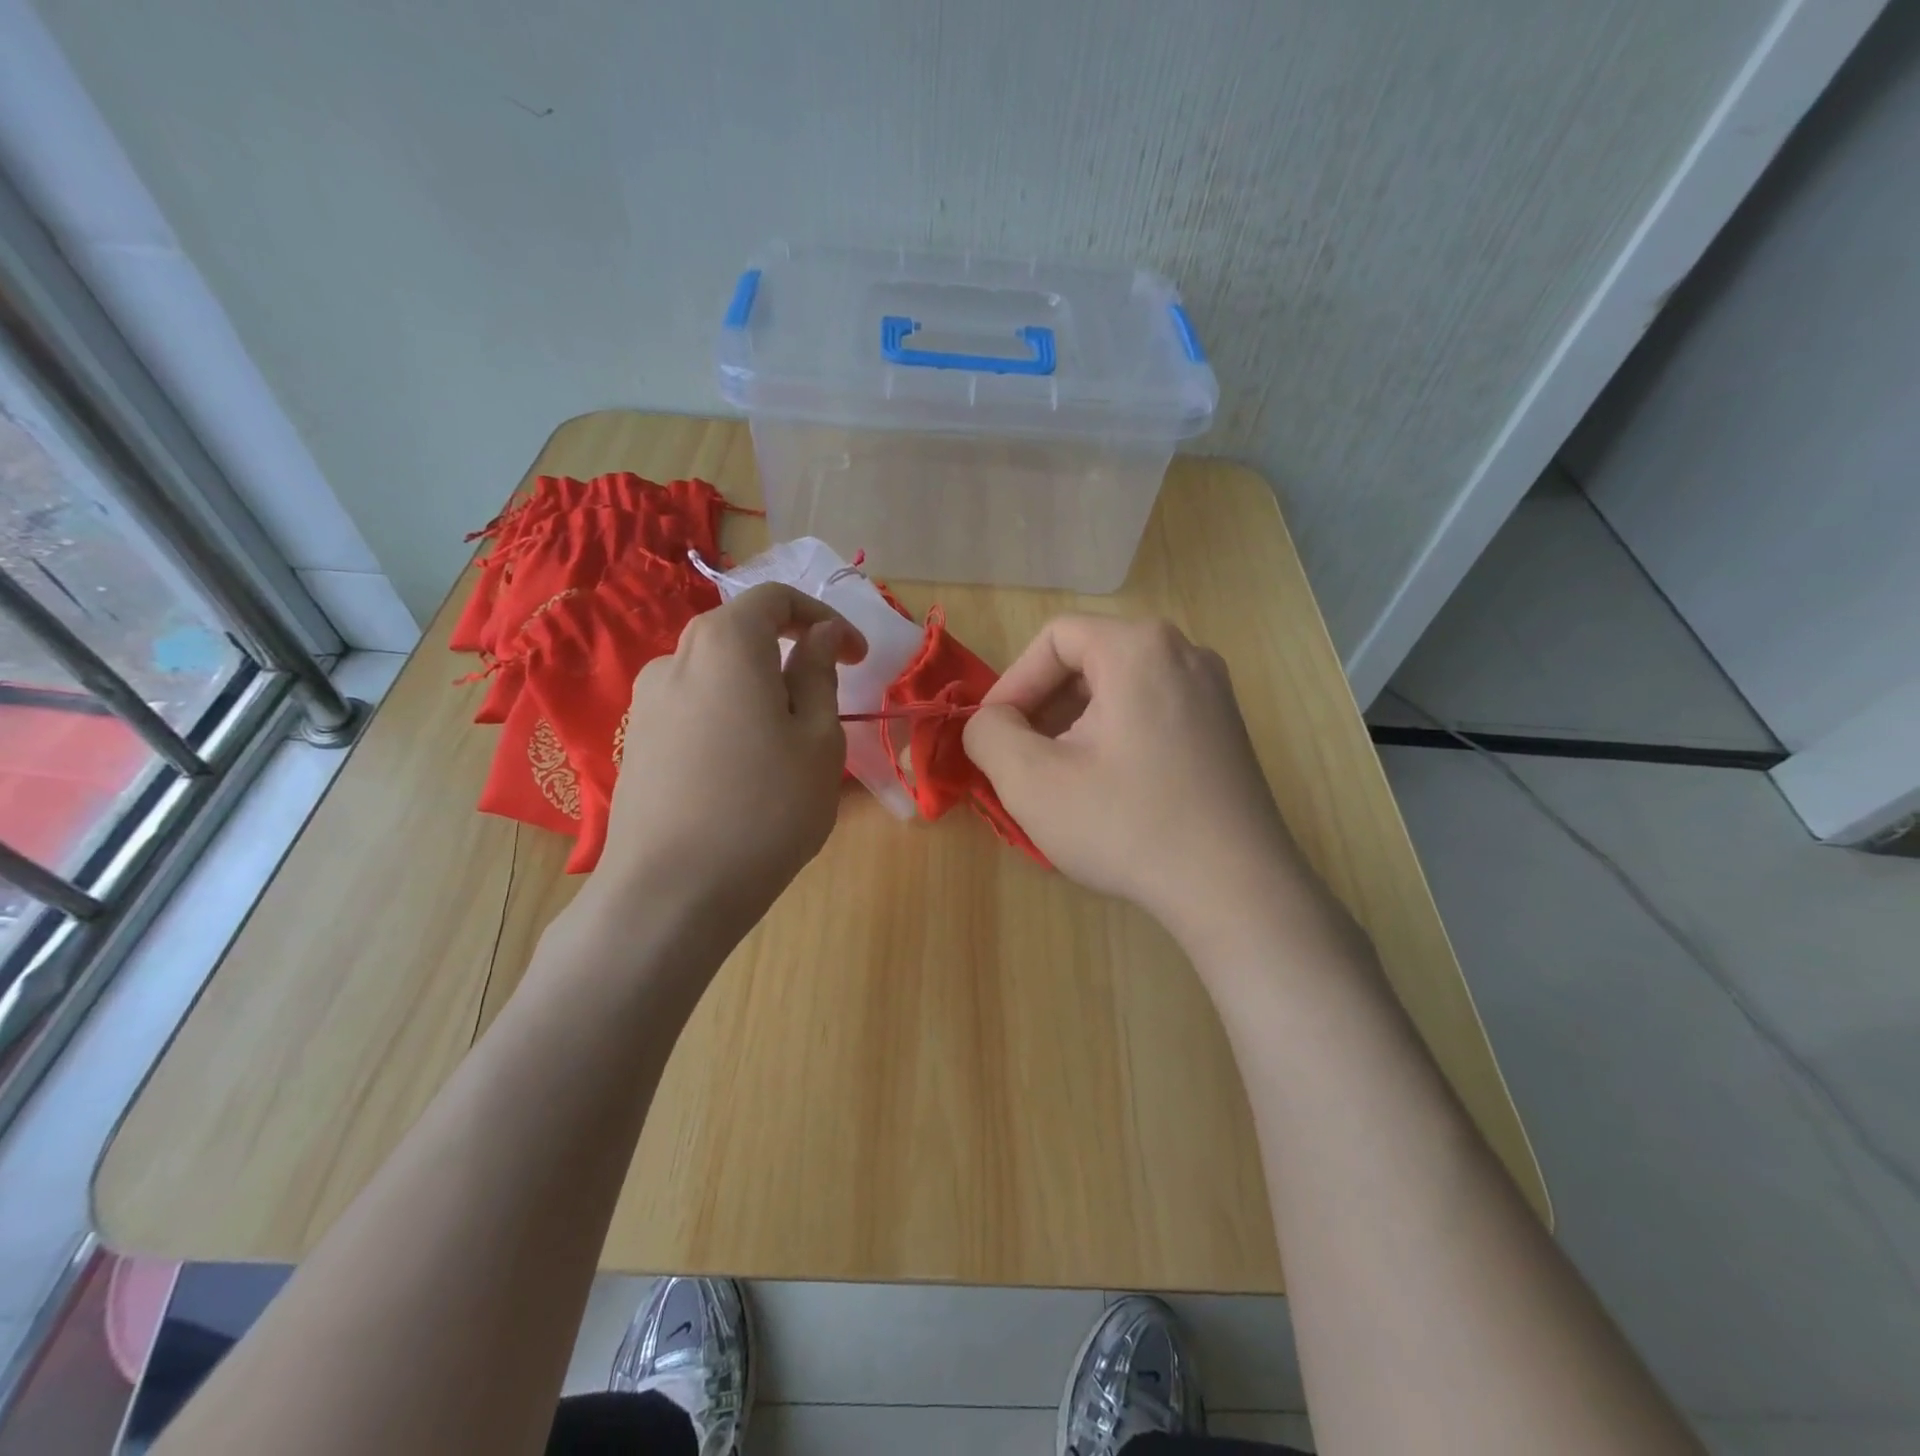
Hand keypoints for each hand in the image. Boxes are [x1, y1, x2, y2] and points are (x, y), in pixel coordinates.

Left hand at [589, 583, 866, 928]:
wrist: (671, 893)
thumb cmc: (766, 809)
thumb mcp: (818, 739)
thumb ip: (818, 674)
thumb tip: (817, 635)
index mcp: (724, 644)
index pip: (775, 598)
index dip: (823, 617)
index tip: (857, 657)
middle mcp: (675, 659)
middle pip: (740, 632)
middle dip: (790, 652)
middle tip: (827, 697)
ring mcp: (646, 703)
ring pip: (716, 675)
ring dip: (759, 689)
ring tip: (790, 743)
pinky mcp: (637, 743)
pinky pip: (695, 709)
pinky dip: (730, 717)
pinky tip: (746, 768)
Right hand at [963, 616, 1305, 942]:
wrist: (1235, 889)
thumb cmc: (1126, 825)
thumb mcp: (1032, 781)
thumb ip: (988, 734)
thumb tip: (988, 723)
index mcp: (1139, 647)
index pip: (1054, 639)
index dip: (1013, 684)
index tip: (995, 736)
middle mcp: (1184, 652)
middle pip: (1089, 660)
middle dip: (1044, 708)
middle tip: (1023, 760)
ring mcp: (1213, 691)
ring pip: (1119, 688)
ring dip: (1076, 725)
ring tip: (1061, 778)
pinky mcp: (1225, 728)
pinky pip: (1152, 710)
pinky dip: (1115, 736)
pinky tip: (1108, 788)